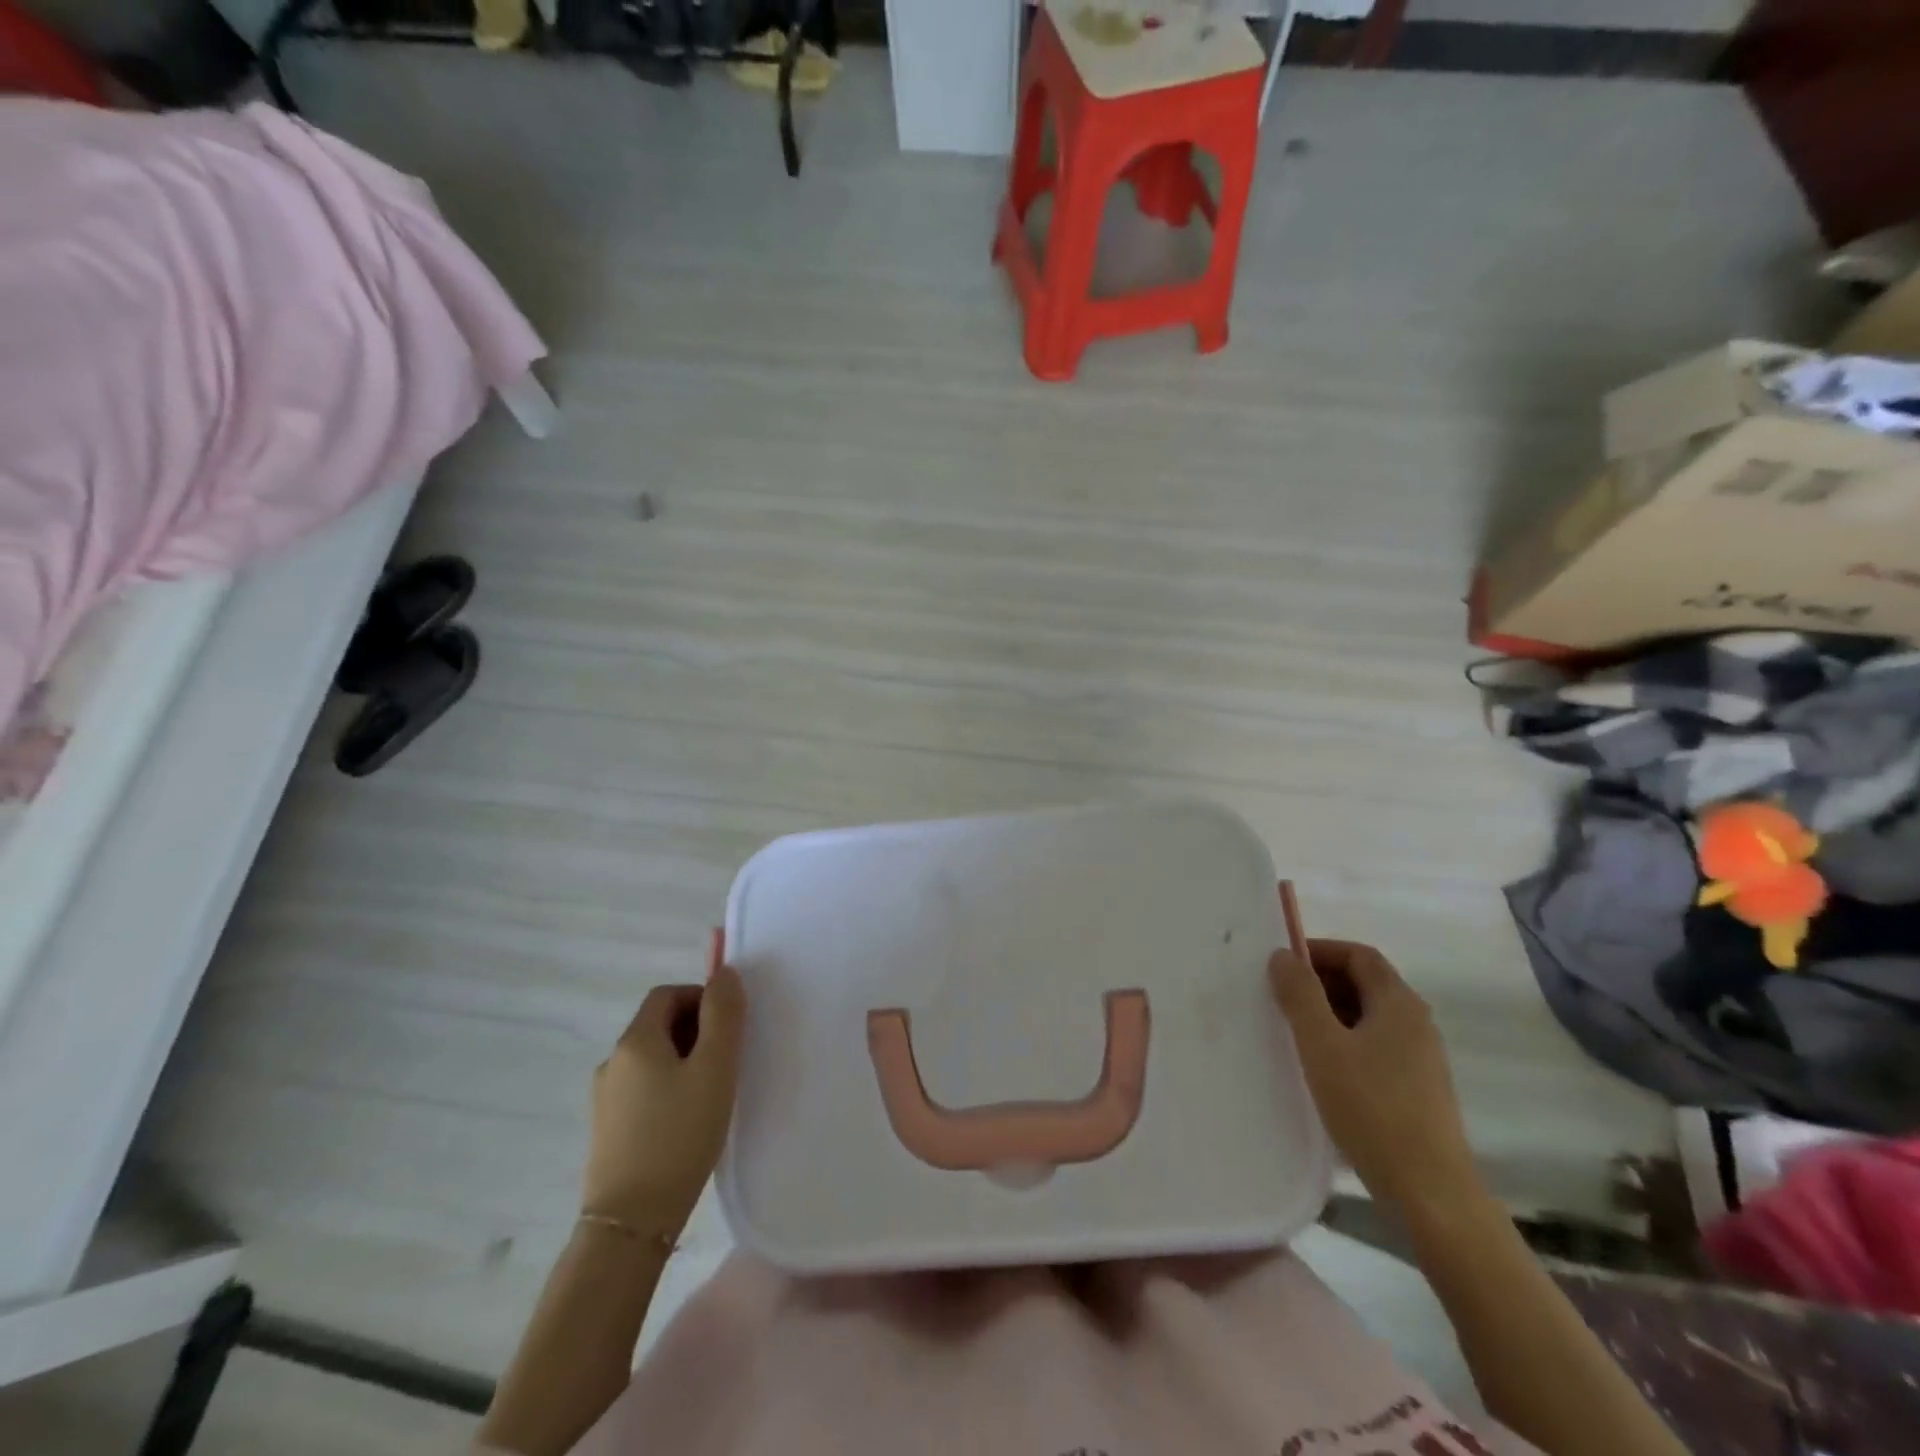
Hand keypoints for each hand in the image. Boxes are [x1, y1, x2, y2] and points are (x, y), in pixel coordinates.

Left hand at [581, 929, 746, 1238]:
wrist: (631, 1223)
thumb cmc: (679, 1135)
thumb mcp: (714, 1068)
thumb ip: (723, 1015)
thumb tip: (723, 972)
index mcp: (635, 1041)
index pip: (667, 994)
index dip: (701, 997)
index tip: (730, 1026)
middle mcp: (613, 1062)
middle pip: (658, 1025)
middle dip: (697, 1030)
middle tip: (728, 1059)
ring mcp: (606, 1099)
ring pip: (653, 1060)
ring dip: (685, 1061)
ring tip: (713, 1092)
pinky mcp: (608, 1131)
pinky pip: (644, 1090)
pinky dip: (670, 1089)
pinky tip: (689, 1121)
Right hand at [1269, 939, 1482, 1220]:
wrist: (1431, 1194)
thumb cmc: (1372, 1108)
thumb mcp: (1322, 1046)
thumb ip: (1300, 995)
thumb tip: (1283, 954)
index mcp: (1399, 1003)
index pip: (1359, 954)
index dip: (1319, 950)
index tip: (1281, 964)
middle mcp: (1416, 1023)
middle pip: (1365, 983)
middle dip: (1319, 982)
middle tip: (1278, 996)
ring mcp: (1421, 1058)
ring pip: (1368, 1017)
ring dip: (1328, 1014)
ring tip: (1291, 1031)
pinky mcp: (1418, 1089)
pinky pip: (1374, 1047)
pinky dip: (1343, 1042)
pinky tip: (1319, 1069)